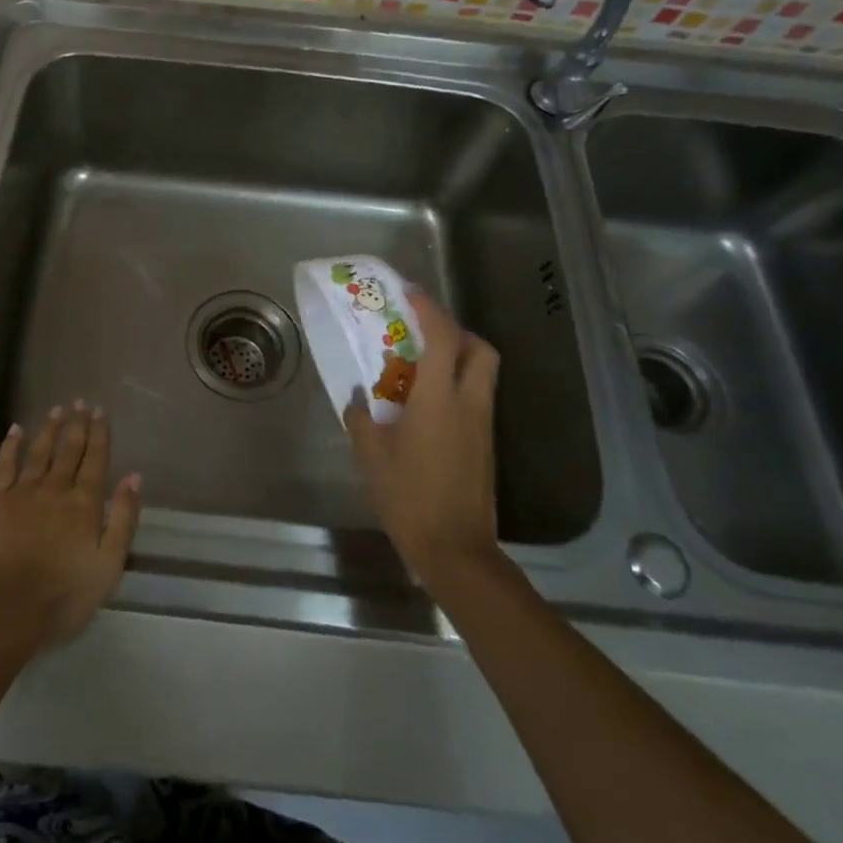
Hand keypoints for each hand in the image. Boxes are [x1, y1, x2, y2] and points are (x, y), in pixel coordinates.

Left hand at [0, 401, 141, 656]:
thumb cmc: (63, 596)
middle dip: (77, 424)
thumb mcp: (108, 566)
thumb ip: (124, 519)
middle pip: (69, 450)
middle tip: (81, 402)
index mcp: (84, 504)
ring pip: (40, 452)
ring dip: (50, 429)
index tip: (100, 412)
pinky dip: (11, 445)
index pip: (96, 460)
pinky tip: (16, 430)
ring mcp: (23, 492)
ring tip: (57, 410)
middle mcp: (55, 488)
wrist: (5, 611)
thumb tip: (134, 477)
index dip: (99, 434)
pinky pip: (4, 465)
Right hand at [344, 289, 500, 586]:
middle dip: (456, 329)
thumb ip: (360, 417)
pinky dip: (458, 384)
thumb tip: (356, 397)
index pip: (442, 336)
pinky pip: (477, 396)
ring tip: (421, 364)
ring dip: (458, 355)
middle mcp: (468, 402)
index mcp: (438, 398)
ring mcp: (482, 424)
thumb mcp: (370, 454)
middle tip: (424, 329)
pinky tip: (427, 403)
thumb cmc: (408, 496)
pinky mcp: (486, 444)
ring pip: (482, 372)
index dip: (428, 308)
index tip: (408, 293)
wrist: (455, 549)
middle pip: (479, 348)